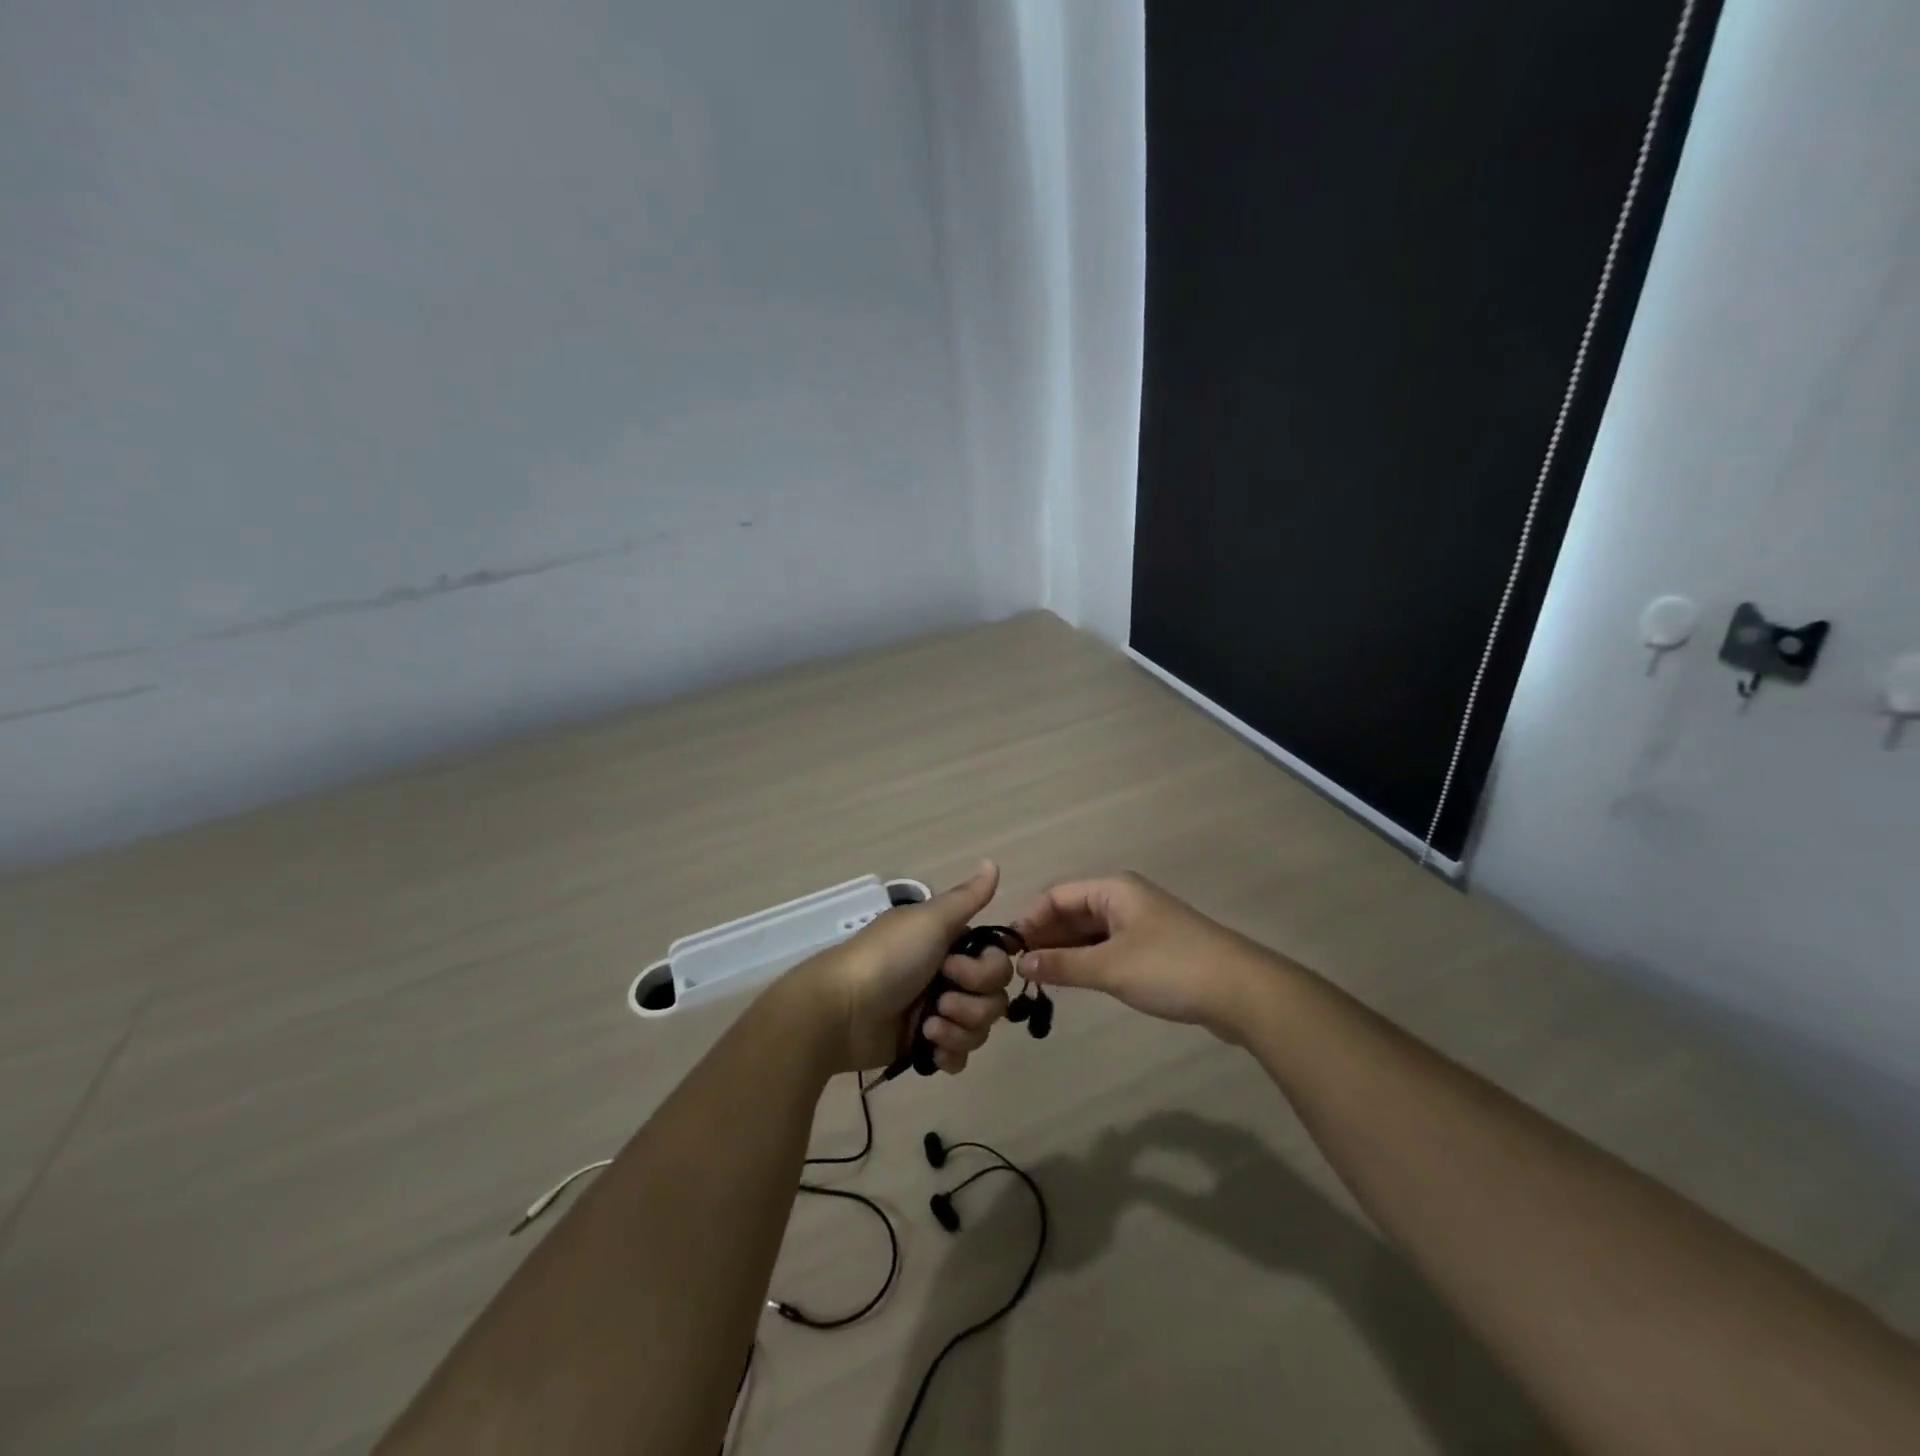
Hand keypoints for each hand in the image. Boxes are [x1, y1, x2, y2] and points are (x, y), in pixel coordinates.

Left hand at [788, 862, 1015, 1074]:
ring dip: (959, 1029)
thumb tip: (993, 862)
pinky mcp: (925, 1046)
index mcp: (949, 944)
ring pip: (980, 1027)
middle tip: (940, 1000)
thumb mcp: (928, 921)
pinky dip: (950, 1053)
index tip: (954, 968)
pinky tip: (930, 1048)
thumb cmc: (887, 958)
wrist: (841, 1011)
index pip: (996, 961)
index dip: (985, 971)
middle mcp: (947, 976)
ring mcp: (937, 1012)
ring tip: (928, 1027)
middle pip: (994, 997)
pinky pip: (960, 1055)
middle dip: (972, 1004)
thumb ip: (967, 897)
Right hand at [1012, 872, 1277, 1039]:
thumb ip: (1062, 965)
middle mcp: (1125, 899)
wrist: (1243, 992)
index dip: (1029, 919)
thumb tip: (1021, 963)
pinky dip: (1087, 961)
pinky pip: (1108, 948)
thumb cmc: (1171, 968)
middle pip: (1072, 912)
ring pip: (1090, 932)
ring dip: (1065, 952)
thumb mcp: (1110, 967)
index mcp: (1114, 890)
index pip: (1056, 895)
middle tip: (1017, 969)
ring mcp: (1141, 924)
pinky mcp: (1153, 949)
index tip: (1007, 950)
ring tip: (1037, 978)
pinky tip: (1072, 981)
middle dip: (1045, 937)